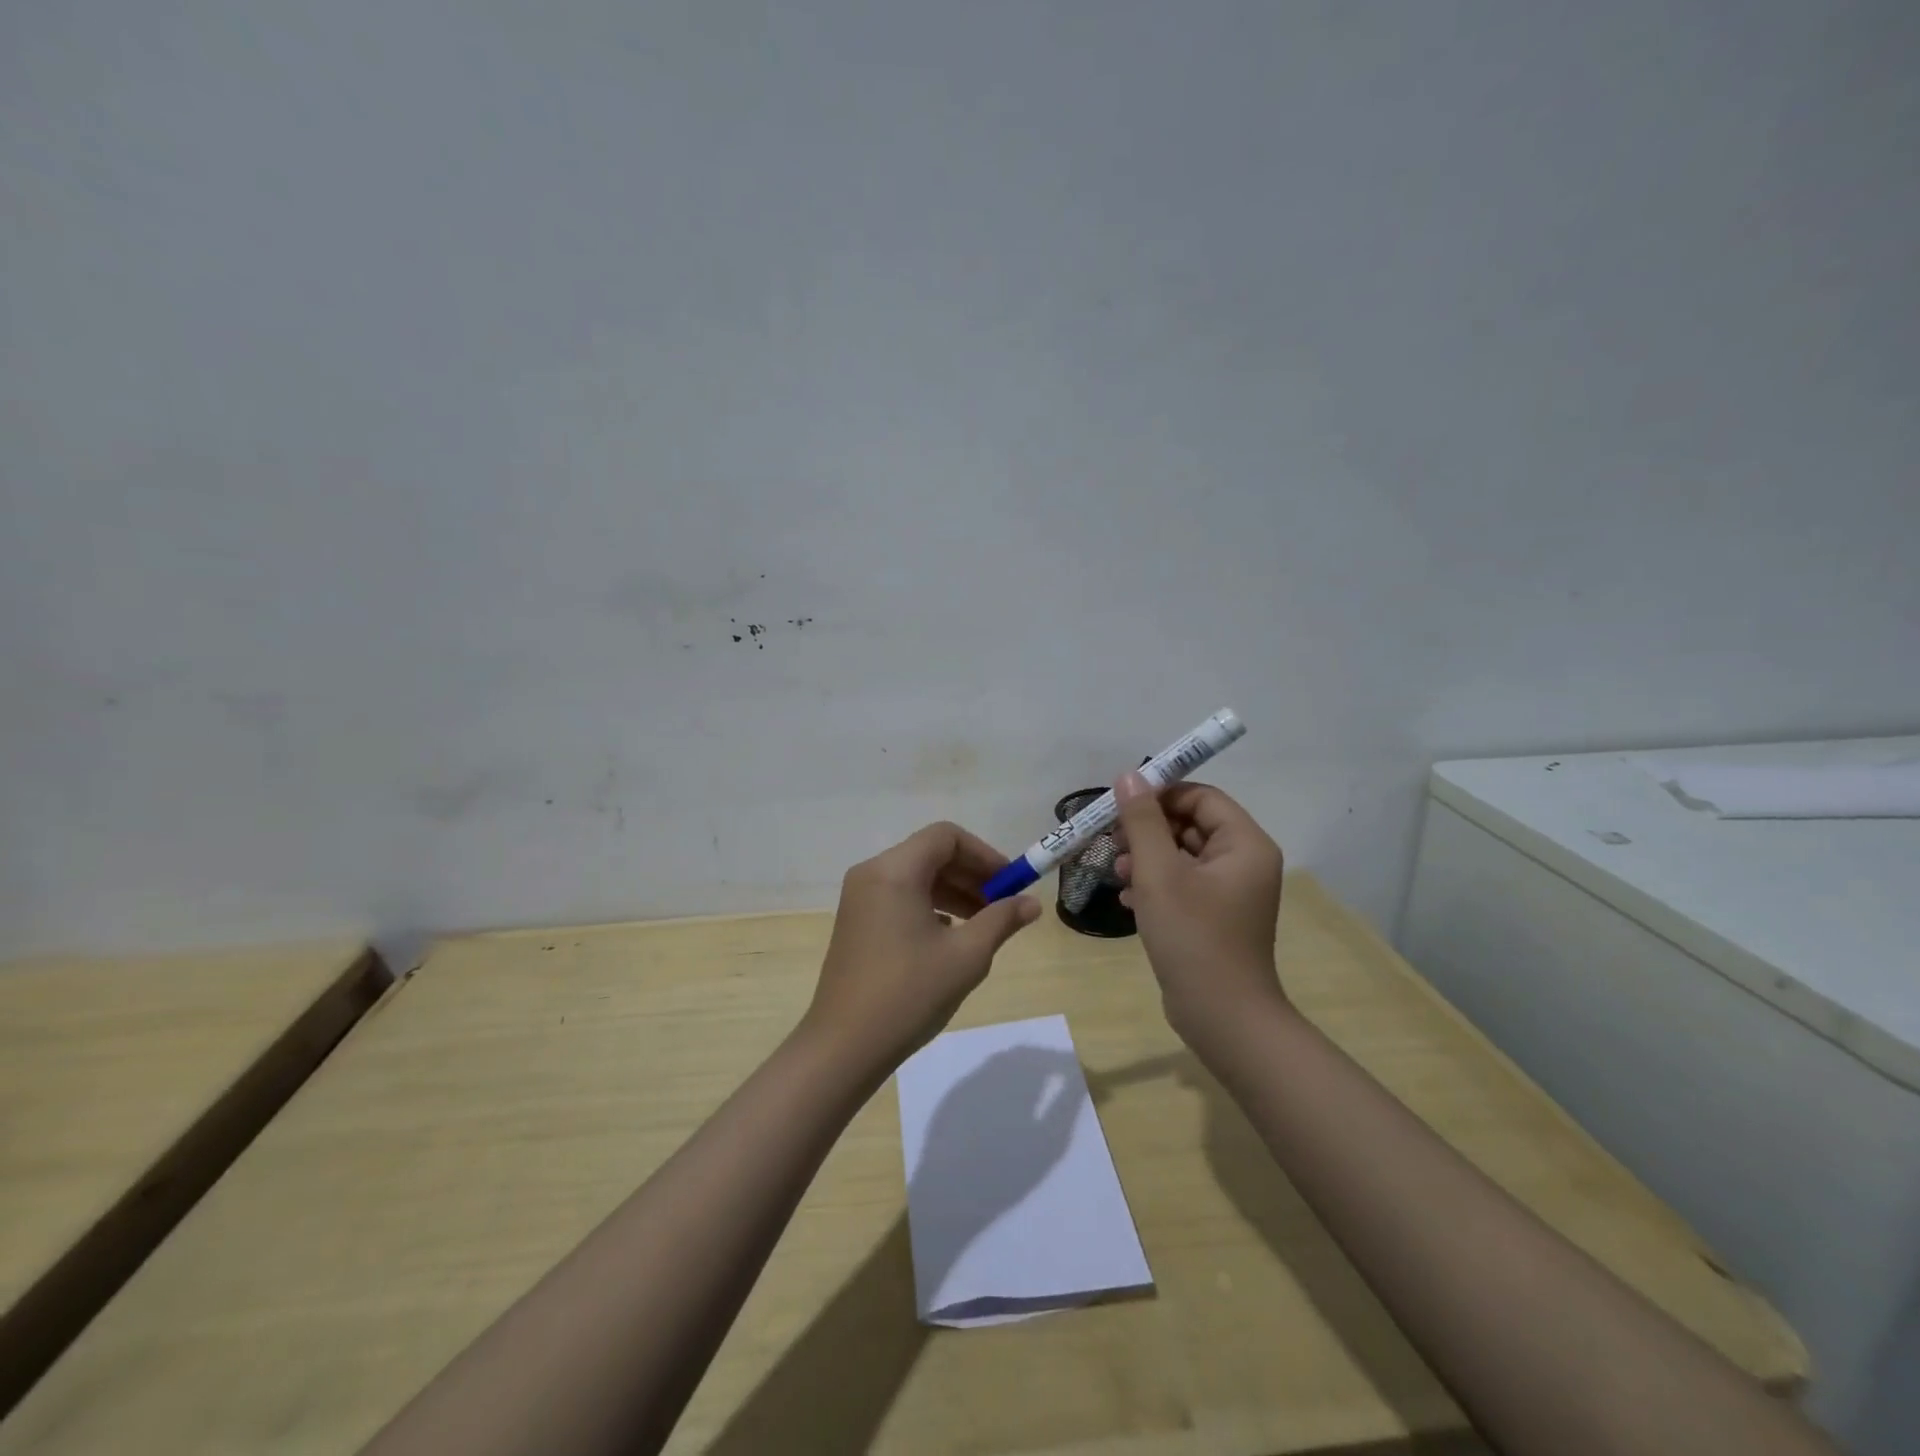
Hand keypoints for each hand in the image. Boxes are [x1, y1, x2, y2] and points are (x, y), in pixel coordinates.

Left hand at [805, 822, 1040, 1073]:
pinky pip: (900, 897)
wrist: (844, 1046)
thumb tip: (1032, 903)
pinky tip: (950, 937)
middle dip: (971, 874)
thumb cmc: (909, 993)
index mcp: (894, 871)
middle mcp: (872, 873)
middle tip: (1004, 904)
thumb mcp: (966, 956)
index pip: (946, 837)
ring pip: (916, 877)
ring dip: (953, 892)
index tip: (1011, 883)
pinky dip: (930, 906)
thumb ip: (1001, 920)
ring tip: (985, 923)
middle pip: (930, 853)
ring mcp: (859, 898)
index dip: (984, 854)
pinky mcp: (856, 922)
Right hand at [1113, 774, 1287, 1050]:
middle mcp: (1244, 862)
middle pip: (1190, 823)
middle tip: (1112, 840)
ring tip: (1116, 872)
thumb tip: (1130, 776)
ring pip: (1182, 855)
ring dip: (1147, 857)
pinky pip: (1183, 884)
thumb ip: (1142, 821)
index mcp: (1244, 844)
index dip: (1160, 794)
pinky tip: (1127, 899)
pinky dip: (1155, 884)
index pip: (1200, 796)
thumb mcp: (1159, 873)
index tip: (1120, 804)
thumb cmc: (1193, 936)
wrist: (1222, 1017)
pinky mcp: (1215, 917)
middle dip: (1148, 829)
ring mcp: (1231, 892)